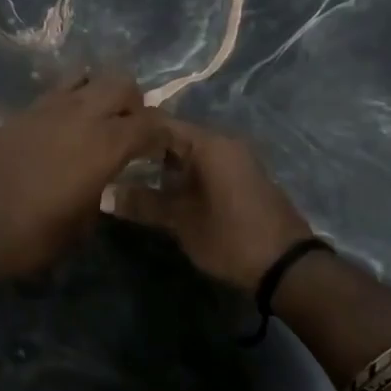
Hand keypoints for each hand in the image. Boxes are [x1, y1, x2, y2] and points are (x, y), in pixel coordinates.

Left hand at [0, 71, 165, 282]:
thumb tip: (104, 179)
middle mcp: (82, 114)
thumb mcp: (81, 225)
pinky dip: (72, 98)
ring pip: (88, 76)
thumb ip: (102, 191)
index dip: (163, 134)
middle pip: (121, 83)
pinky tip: (66, 126)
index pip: (150, 123)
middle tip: (129, 130)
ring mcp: (50, 106)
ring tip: (97, 122)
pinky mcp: (24, 109)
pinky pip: (59, 90)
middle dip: (133, 102)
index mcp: (105, 144)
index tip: (163, 148)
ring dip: (100, 93)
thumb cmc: (32, 235)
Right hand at [112, 116, 312, 289]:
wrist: (287, 266)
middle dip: (144, 149)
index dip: (132, 132)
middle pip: (175, 136)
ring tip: (130, 178)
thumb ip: (142, 203)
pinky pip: (205, 165)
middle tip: (112, 163)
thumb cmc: (230, 236)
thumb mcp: (181, 221)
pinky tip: (163, 191)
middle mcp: (224, 142)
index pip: (161, 123)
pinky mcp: (242, 178)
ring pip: (190, 152)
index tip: (103, 142)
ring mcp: (236, 159)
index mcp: (209, 143)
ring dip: (163, 164)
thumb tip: (104, 194)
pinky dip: (183, 174)